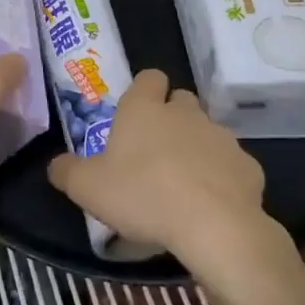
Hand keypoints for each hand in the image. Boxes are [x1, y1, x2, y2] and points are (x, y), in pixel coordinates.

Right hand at [48, 68, 278, 267]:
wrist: (214, 226)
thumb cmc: (142, 196)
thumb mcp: (87, 188)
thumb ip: (66, 171)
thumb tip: (56, 165)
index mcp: (144, 109)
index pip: (149, 77)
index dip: (143, 91)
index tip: (134, 115)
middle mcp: (184, 113)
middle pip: (181, 100)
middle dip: (171, 117)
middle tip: (154, 151)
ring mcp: (221, 137)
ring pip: (207, 132)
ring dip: (196, 148)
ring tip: (182, 183)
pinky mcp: (248, 166)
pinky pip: (230, 165)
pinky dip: (221, 177)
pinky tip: (210, 204)